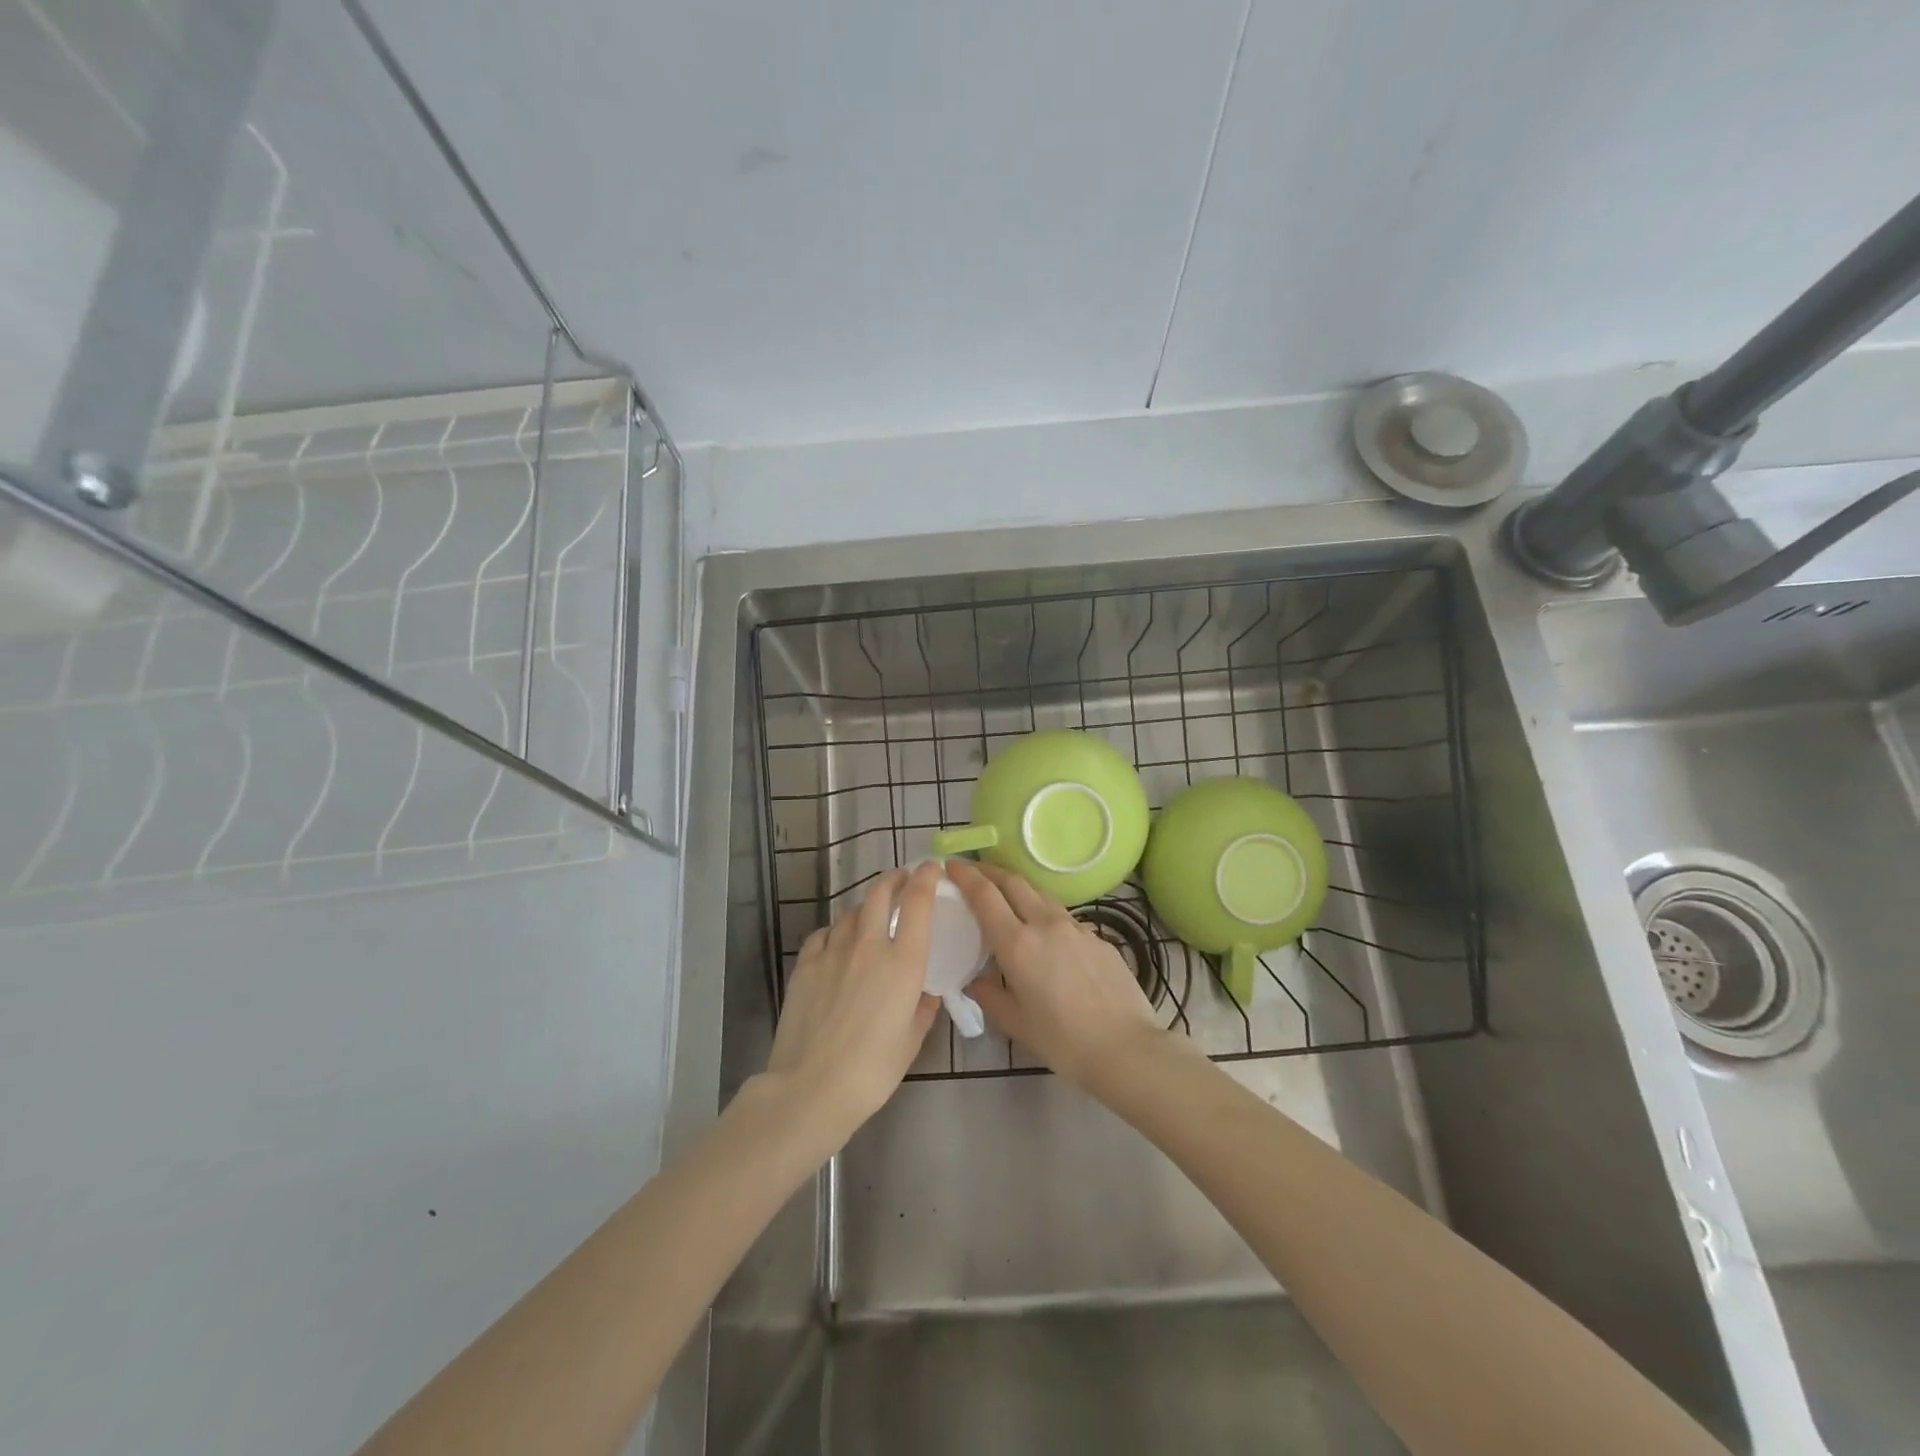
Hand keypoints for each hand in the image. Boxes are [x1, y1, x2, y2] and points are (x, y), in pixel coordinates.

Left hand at [763, 863, 940, 1147]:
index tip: (931, 868)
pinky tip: (836, 943)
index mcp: (903, 962)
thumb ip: (923, 1009)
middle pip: (879, 893)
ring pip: (850, 912)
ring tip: (869, 917)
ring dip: (864, 908)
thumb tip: (926, 993)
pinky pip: (823, 934)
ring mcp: (832, 951)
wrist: (811, 1087)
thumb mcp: (911, 1042)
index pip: (917, 902)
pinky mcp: (805, 964)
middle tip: (900, 880)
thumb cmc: (872, 1070)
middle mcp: (869, 945)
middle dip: (893, 878)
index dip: (925, 878)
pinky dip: (835, 931)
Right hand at [948, 859, 1183, 1093]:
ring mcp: (1076, 927)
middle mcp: (1045, 924)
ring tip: (1007, 896)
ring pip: (1041, 894)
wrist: (1127, 1048)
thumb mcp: (1016, 1024)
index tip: (952, 866)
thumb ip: (990, 997)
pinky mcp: (1098, 938)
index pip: (985, 895)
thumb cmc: (1063, 1042)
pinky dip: (1045, 913)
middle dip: (990, 871)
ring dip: (1019, 888)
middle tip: (974, 871)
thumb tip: (975, 981)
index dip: (966, 876)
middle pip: (1014, 882)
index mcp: (1017, 944)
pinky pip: (1064, 916)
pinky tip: (1046, 933)